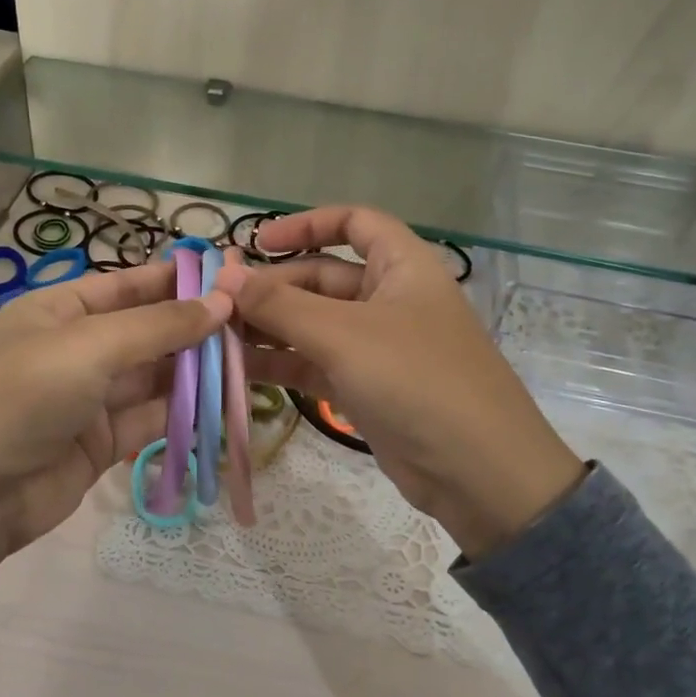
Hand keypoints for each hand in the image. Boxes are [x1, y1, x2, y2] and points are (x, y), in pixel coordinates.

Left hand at [0, 260, 230, 618]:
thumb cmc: (22, 396)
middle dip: (195, 327)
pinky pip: (153, 419)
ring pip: (156, 376)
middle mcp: (77, 350)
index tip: (229, 277)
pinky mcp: (104, 443)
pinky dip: (186, 413)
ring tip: (253, 361)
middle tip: (256, 323)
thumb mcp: (89, 348)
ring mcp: (91, 398)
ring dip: (198, 371)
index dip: (175, 280)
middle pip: (147, 331)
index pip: (127, 286)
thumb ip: (158, 327)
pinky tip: (225, 404)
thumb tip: (222, 302)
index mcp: (60, 311)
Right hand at [217, 207, 584, 558]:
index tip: (256, 242)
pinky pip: (315, 363)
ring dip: (269, 328)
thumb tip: (223, 278)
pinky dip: (282, 362)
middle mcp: (390, 299)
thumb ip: (280, 305)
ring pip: (314, 324)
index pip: (355, 223)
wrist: (478, 473)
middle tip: (219, 304)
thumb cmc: (417, 381)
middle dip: (273, 288)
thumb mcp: (344, 335)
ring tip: (217, 336)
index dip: (306, 224)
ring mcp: (377, 346)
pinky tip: (239, 368)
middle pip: (322, 278)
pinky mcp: (366, 387)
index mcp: (402, 266)